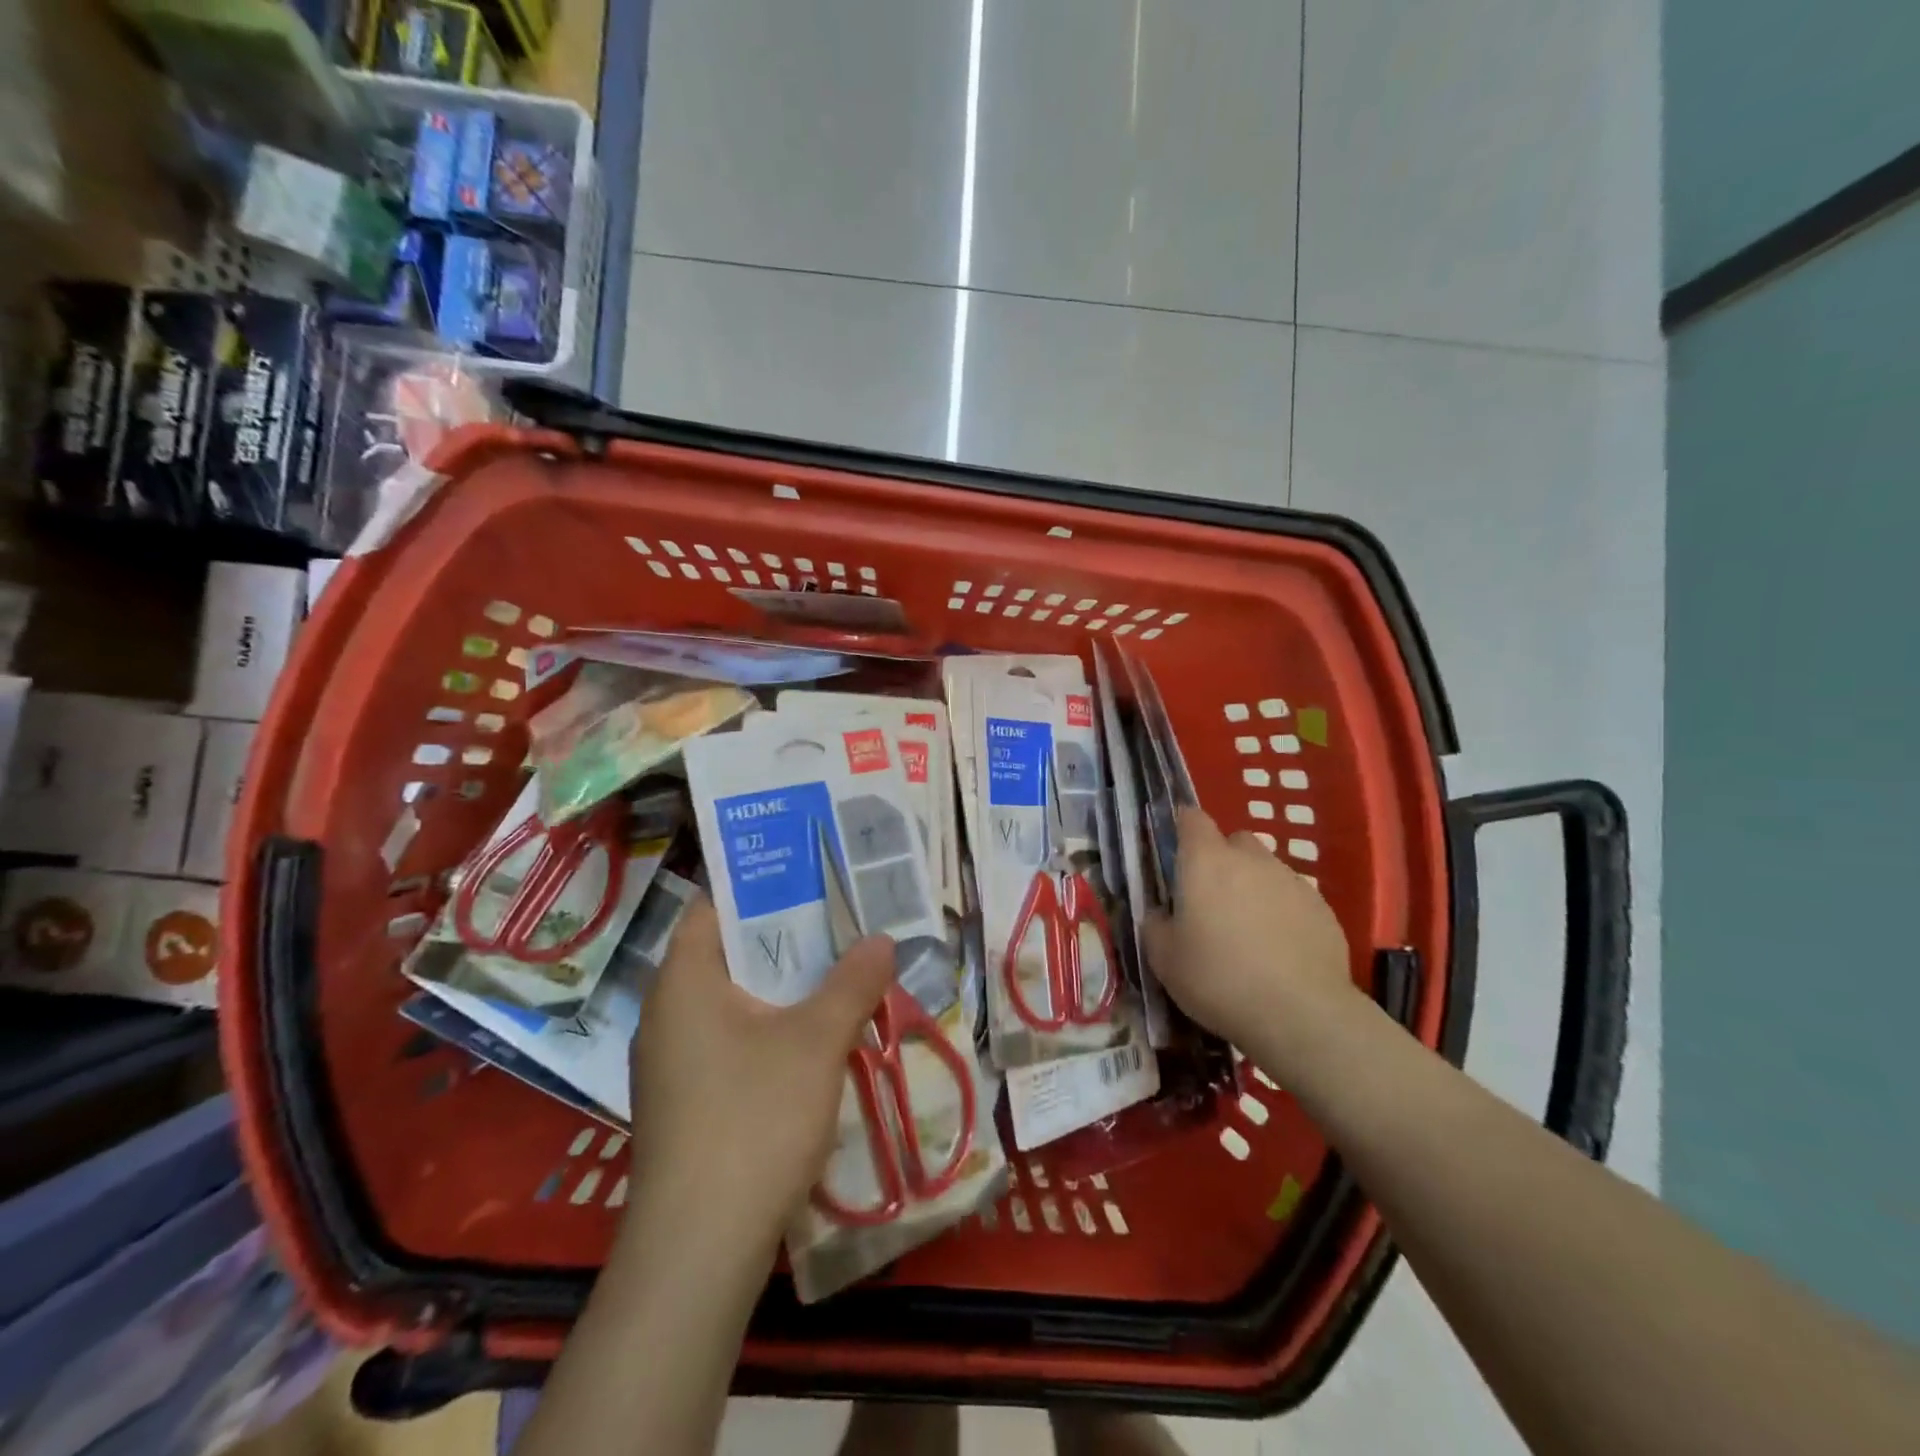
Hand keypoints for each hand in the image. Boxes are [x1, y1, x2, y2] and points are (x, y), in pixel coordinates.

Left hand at [626, 896, 894, 1260]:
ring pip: (732, 1001)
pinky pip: (729, 1040)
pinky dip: (769, 1027)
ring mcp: (672, 1063)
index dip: (759, 884)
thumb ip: (853, 982)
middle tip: (840, 918)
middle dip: (784, 935)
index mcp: (683, 981)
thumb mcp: (817, 1041)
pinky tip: (812, 1040)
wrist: (698, 1250)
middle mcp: (667, 1013)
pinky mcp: (684, 1103)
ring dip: (782, 985)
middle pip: (727, 952)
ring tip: (836, 970)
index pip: (713, 906)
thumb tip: (882, 939)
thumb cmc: (753, 1119)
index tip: (810, 874)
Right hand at [1142, 808, 1355, 1054]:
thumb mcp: (1163, 959)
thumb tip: (1161, 913)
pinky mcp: (1323, 909)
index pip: (1192, 819)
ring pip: (1266, 870)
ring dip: (1254, 887)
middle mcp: (1251, 859)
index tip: (1176, 851)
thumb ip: (1156, 924)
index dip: (1182, 828)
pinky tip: (1280, 950)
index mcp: (1206, 861)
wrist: (1300, 1014)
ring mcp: (1292, 881)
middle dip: (1222, 860)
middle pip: (1234, 841)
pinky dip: (1283, 913)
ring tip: (1248, 931)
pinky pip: (1294, 898)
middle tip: (1211, 900)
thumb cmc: (1218, 979)